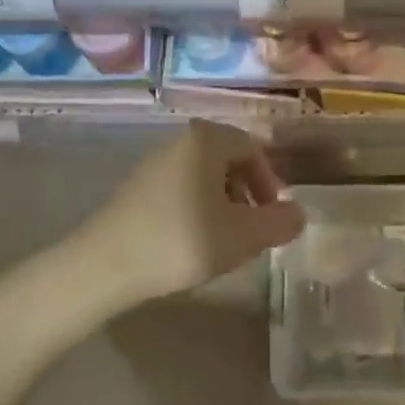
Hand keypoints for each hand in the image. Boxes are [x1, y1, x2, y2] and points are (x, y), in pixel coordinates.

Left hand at [79, 121, 304, 301]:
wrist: (105, 265)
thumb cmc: (182, 241)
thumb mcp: (244, 236)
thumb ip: (279, 222)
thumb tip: (299, 214)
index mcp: (206, 139)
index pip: (252, 147)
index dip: (270, 181)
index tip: (273, 216)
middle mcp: (179, 140)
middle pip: (228, 160)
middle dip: (247, 193)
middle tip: (252, 230)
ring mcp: (154, 162)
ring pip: (204, 176)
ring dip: (223, 203)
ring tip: (224, 240)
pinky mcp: (136, 187)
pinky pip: (180, 188)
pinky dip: (197, 208)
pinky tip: (192, 242)